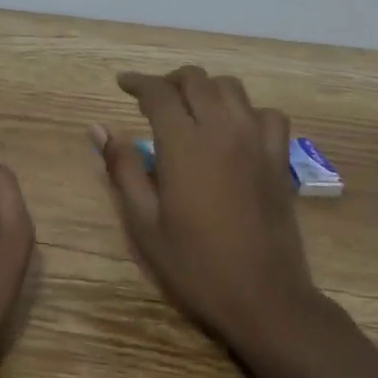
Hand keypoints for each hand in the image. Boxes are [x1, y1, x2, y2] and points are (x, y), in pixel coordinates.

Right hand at [95, 66, 317, 352]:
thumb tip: (99, 129)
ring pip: (231, 88)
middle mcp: (222, 130)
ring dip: (205, 89)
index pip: (158, 92)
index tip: (122, 84)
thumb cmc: (195, 265)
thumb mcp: (144, 223)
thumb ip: (122, 169)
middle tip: (152, 101)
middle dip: (169, 82)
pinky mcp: (279, 158)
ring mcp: (256, 141)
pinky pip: (267, 114)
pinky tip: (235, 130)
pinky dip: (246, 111)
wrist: (264, 298)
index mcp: (184, 144)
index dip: (137, 82)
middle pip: (195, 79)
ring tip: (190, 110)